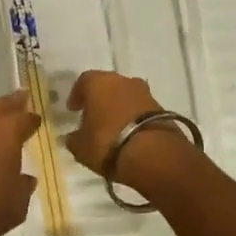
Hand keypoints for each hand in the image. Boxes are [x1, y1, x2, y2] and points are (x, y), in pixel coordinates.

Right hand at [65, 70, 194, 191]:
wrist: (153, 155)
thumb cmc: (107, 143)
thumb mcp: (81, 146)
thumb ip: (74, 138)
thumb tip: (73, 137)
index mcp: (98, 82)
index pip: (83, 82)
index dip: (77, 95)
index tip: (73, 110)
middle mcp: (122, 80)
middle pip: (107, 86)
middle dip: (100, 99)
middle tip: (93, 117)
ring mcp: (144, 93)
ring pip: (126, 96)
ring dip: (118, 107)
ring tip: (112, 127)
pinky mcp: (162, 108)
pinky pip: (140, 109)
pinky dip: (133, 118)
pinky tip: (129, 134)